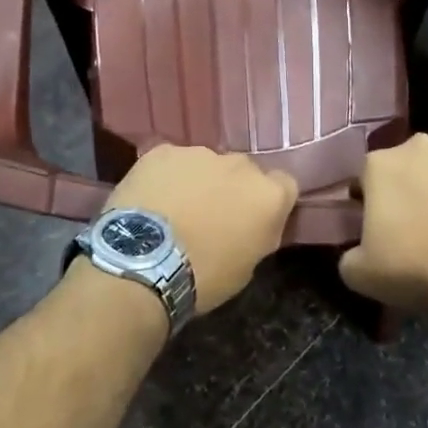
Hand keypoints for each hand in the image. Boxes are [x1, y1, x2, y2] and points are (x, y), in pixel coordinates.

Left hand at [105, 145, 298, 312]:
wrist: (142, 263)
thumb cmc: (203, 276)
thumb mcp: (246, 267)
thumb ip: (257, 234)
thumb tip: (253, 226)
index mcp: (268, 195)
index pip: (285, 186)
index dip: (269, 203)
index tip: (254, 221)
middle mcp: (240, 164)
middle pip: (244, 171)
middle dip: (232, 188)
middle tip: (212, 216)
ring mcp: (200, 153)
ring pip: (206, 164)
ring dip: (199, 181)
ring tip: (175, 210)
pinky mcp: (163, 151)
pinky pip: (171, 162)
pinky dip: (166, 177)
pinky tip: (151, 200)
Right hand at [339, 135, 427, 321]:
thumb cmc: (415, 266)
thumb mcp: (360, 273)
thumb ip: (349, 254)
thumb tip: (356, 251)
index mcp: (379, 165)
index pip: (365, 179)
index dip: (370, 203)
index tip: (379, 227)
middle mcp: (418, 145)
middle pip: (406, 165)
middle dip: (409, 187)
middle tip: (418, 224)